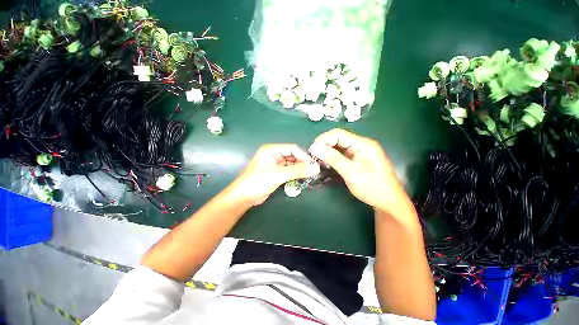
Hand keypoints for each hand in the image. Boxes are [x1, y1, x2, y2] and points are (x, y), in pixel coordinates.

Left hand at [229, 144, 319, 205]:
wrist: (244, 197)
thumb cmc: (258, 182)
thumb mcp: (278, 175)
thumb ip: (297, 171)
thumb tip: (315, 168)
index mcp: (271, 150)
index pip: (292, 149)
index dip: (303, 155)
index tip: (313, 164)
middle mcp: (273, 155)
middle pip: (292, 156)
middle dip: (302, 162)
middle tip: (312, 170)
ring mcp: (274, 164)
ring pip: (291, 164)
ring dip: (299, 169)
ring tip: (309, 174)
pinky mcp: (275, 173)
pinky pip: (288, 171)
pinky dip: (295, 174)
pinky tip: (301, 178)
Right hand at [310, 129, 412, 217]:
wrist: (388, 202)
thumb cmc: (372, 187)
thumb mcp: (351, 173)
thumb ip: (333, 158)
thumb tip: (315, 148)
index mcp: (364, 144)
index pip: (339, 134)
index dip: (324, 139)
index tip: (312, 149)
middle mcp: (362, 144)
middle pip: (339, 138)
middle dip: (325, 144)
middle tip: (313, 155)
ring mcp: (361, 151)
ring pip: (340, 145)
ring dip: (328, 150)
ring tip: (318, 158)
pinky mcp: (358, 158)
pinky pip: (343, 152)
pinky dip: (333, 156)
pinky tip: (327, 161)